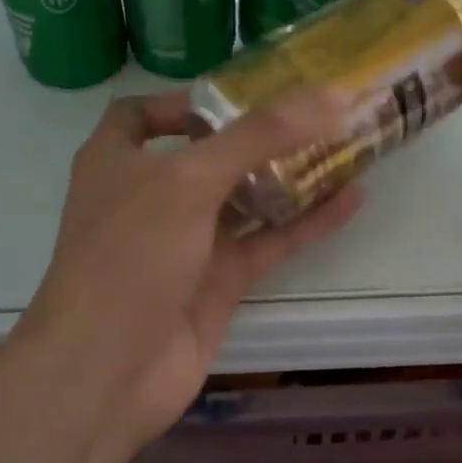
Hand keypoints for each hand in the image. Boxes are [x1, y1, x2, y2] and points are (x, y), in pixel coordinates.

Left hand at [12, 88, 362, 456]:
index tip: (237, 92)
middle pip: (208, 154)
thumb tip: (329, 94)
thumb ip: (257, 136)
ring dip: (289, 175)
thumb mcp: (188, 180)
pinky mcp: (217, 282)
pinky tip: (352, 199)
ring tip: (345, 145)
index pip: (141, 115)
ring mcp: (185, 242)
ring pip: (244, 199)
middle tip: (315, 111)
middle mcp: (150, 197)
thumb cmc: (130, 256)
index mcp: (118, 160)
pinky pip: (267, 242)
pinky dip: (306, 223)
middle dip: (257, 135)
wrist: (109, 370)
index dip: (182, 100)